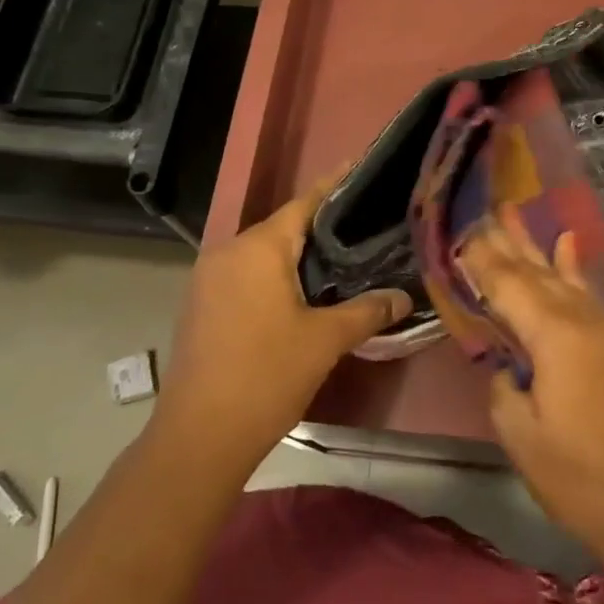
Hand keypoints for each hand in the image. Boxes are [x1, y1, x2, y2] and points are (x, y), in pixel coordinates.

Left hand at [153, 179, 411, 484]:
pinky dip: (276, 276)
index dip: (336, 185)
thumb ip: (367, 310)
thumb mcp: (325, 340)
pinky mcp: (202, 305)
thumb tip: (403, 296)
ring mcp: (209, 279)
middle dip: (323, 226)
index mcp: (258, 248)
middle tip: (366, 226)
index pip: (304, 202)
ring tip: (343, 260)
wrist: (199, 436)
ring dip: (298, 255)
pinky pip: (247, 275)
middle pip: (283, 227)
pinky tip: (303, 294)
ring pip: (264, 253)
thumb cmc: (266, 376)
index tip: (363, 167)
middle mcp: (228, 251)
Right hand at [458, 208, 603, 554]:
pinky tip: (567, 242)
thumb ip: (502, 383)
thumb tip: (505, 363)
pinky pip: (588, 292)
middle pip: (535, 272)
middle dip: (506, 243)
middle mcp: (583, 318)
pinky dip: (573, 266)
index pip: (508, 286)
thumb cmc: (575, 474)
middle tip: (481, 211)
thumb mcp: (519, 432)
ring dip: (535, 246)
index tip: (460, 232)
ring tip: (513, 214)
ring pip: (562, 275)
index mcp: (554, 336)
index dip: (483, 260)